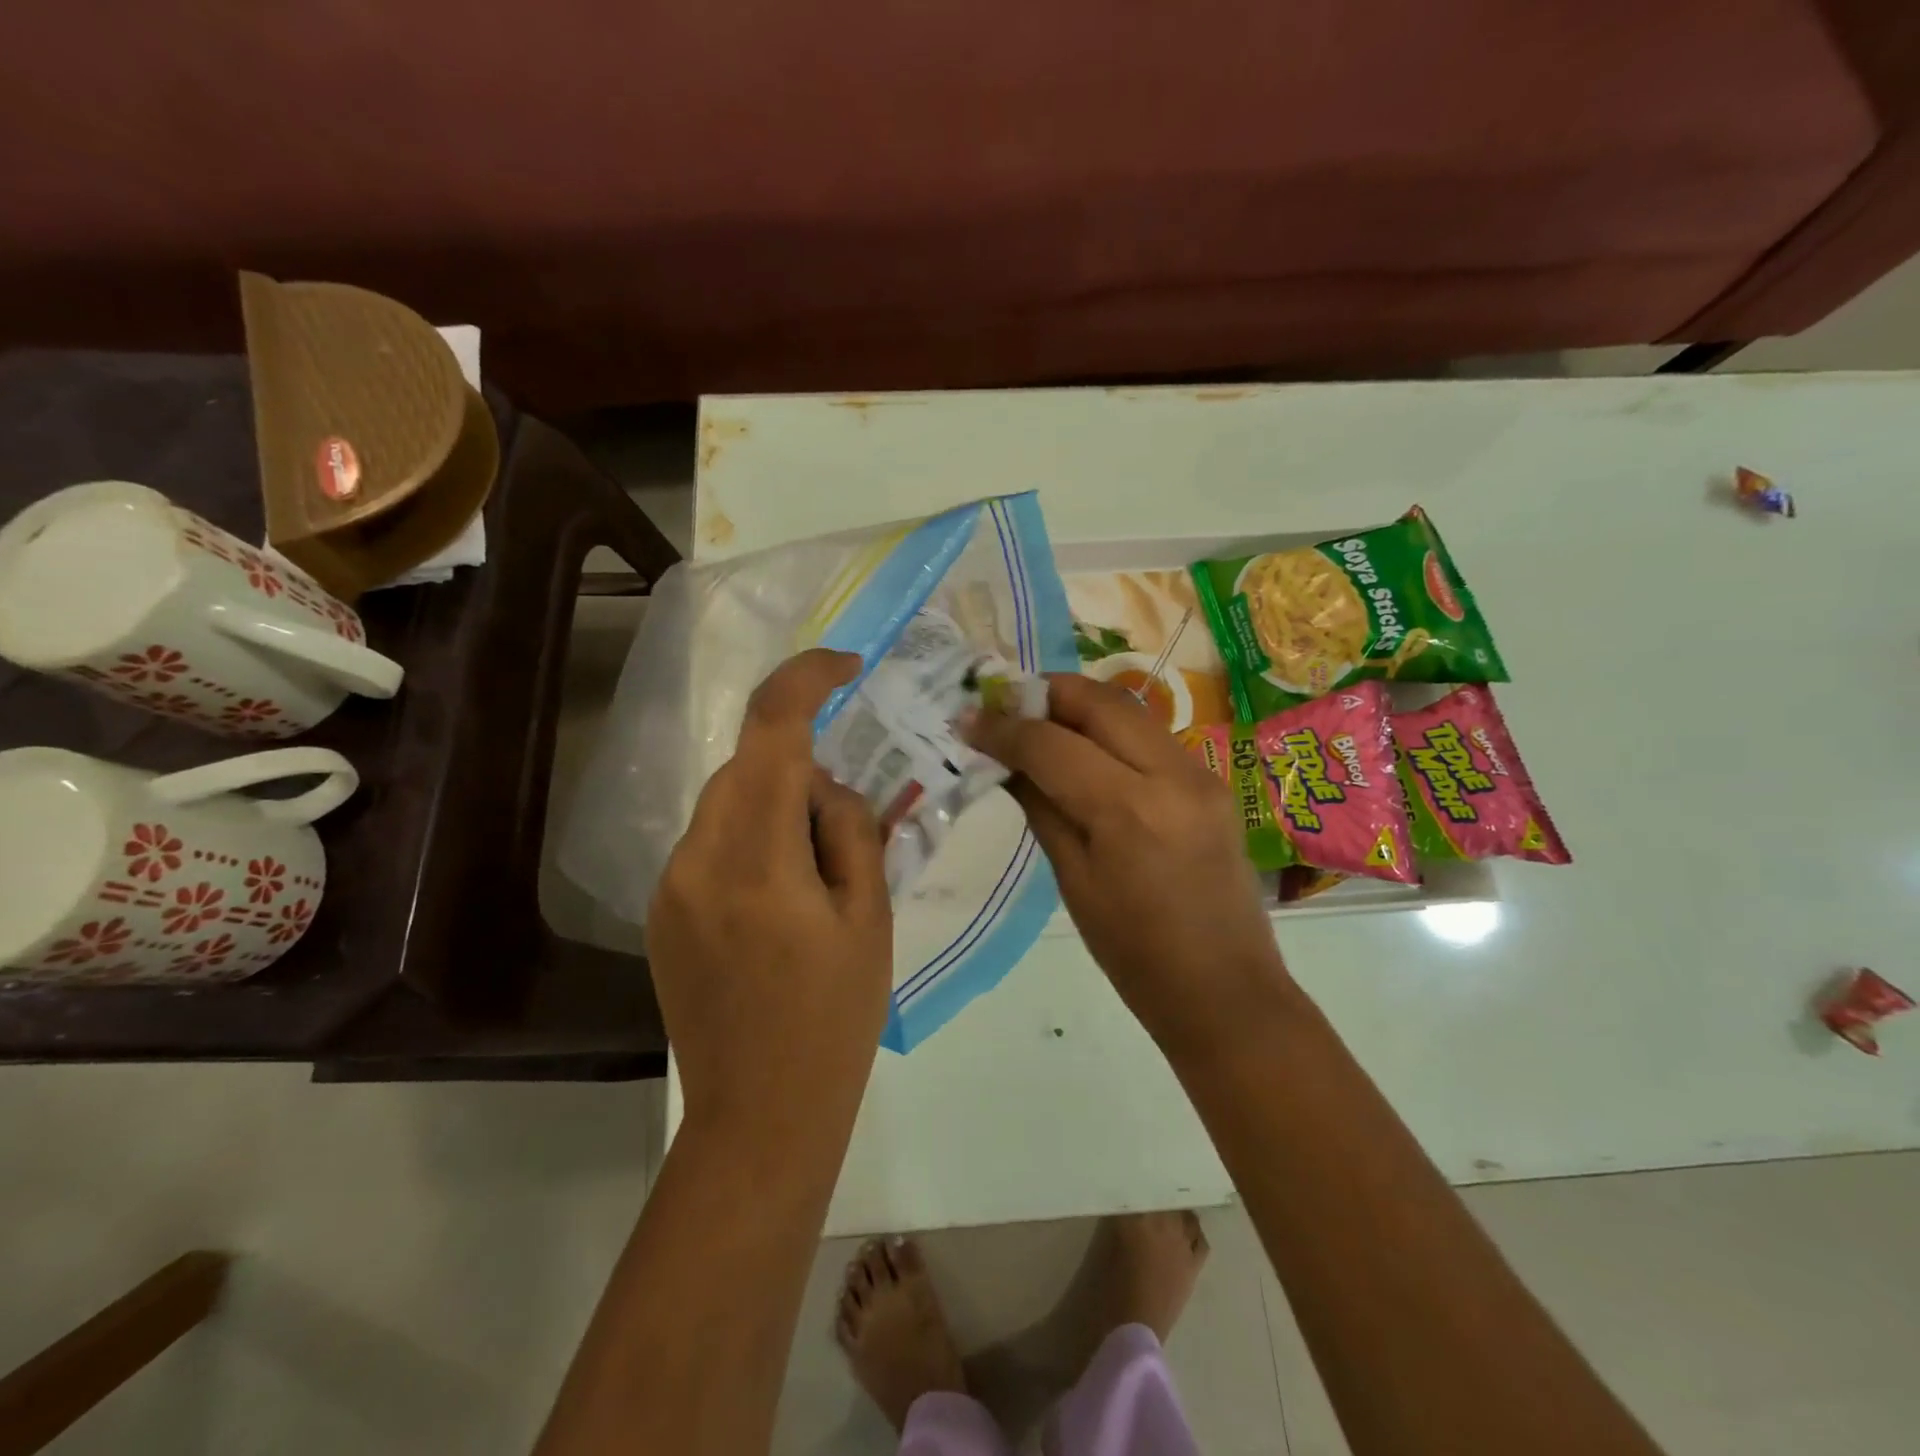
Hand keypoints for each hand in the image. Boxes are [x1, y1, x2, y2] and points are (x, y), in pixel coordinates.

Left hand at [647, 650, 892, 1133]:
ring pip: (728, 801)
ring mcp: (671, 885)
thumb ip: (850, 831)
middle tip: (851, 812)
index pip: (771, 733)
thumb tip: (825, 785)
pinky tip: (783, 894)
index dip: (806, 680)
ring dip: (777, 803)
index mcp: (755, 859)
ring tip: (820, 864)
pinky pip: (712, 841)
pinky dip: (753, 836)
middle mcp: (696, 858)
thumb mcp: (868, 919)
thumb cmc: (833, 1020)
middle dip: (801, 763)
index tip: (847, 666)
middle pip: (748, 765)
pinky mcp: (663, 910)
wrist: (760, 1116)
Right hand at [968, 675, 1287, 1056]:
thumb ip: (1041, 807)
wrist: (1226, 992)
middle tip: (1004, 707)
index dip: (1003, 727)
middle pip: (1099, 700)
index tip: (968, 720)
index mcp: (1129, 810)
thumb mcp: (1074, 880)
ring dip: (1077, 706)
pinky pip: (1150, 736)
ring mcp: (1201, 774)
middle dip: (1045, 694)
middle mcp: (1172, 774)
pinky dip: (1109, 729)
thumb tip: (1005, 762)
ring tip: (1036, 723)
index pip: (1052, 743)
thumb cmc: (1136, 955)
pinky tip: (1082, 750)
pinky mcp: (1212, 782)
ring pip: (1129, 709)